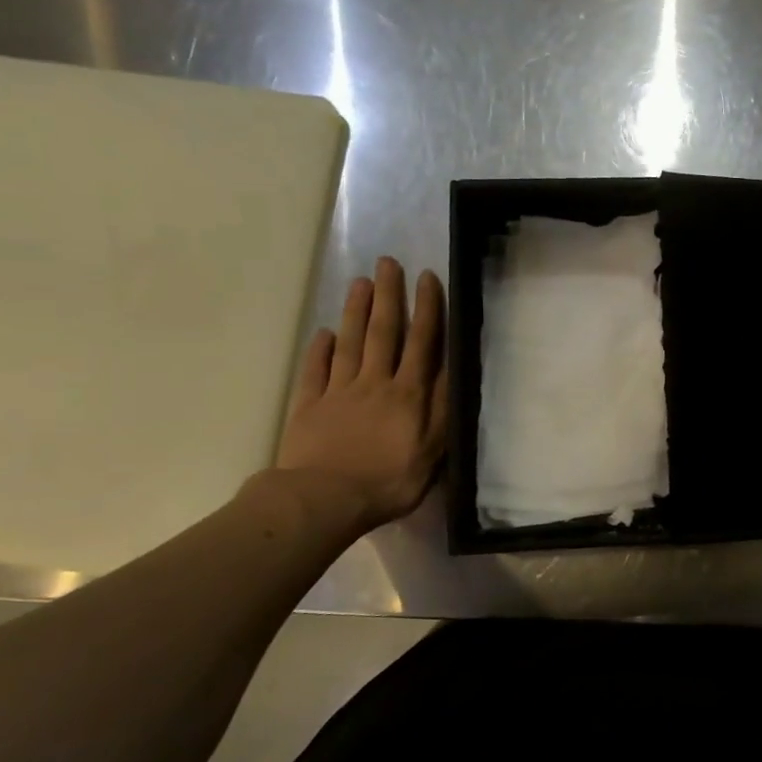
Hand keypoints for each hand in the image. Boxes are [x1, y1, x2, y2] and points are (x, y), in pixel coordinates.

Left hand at [272, 257, 448, 533]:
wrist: (325, 499)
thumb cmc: (389, 481)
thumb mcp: (433, 451)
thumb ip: (442, 409)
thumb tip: (452, 369)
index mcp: (408, 393)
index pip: (421, 342)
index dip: (426, 308)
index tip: (426, 277)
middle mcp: (374, 382)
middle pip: (382, 332)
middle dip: (388, 295)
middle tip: (387, 262)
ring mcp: (338, 392)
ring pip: (349, 342)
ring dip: (355, 310)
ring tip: (360, 282)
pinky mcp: (309, 406)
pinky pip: (315, 370)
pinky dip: (320, 349)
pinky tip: (324, 333)